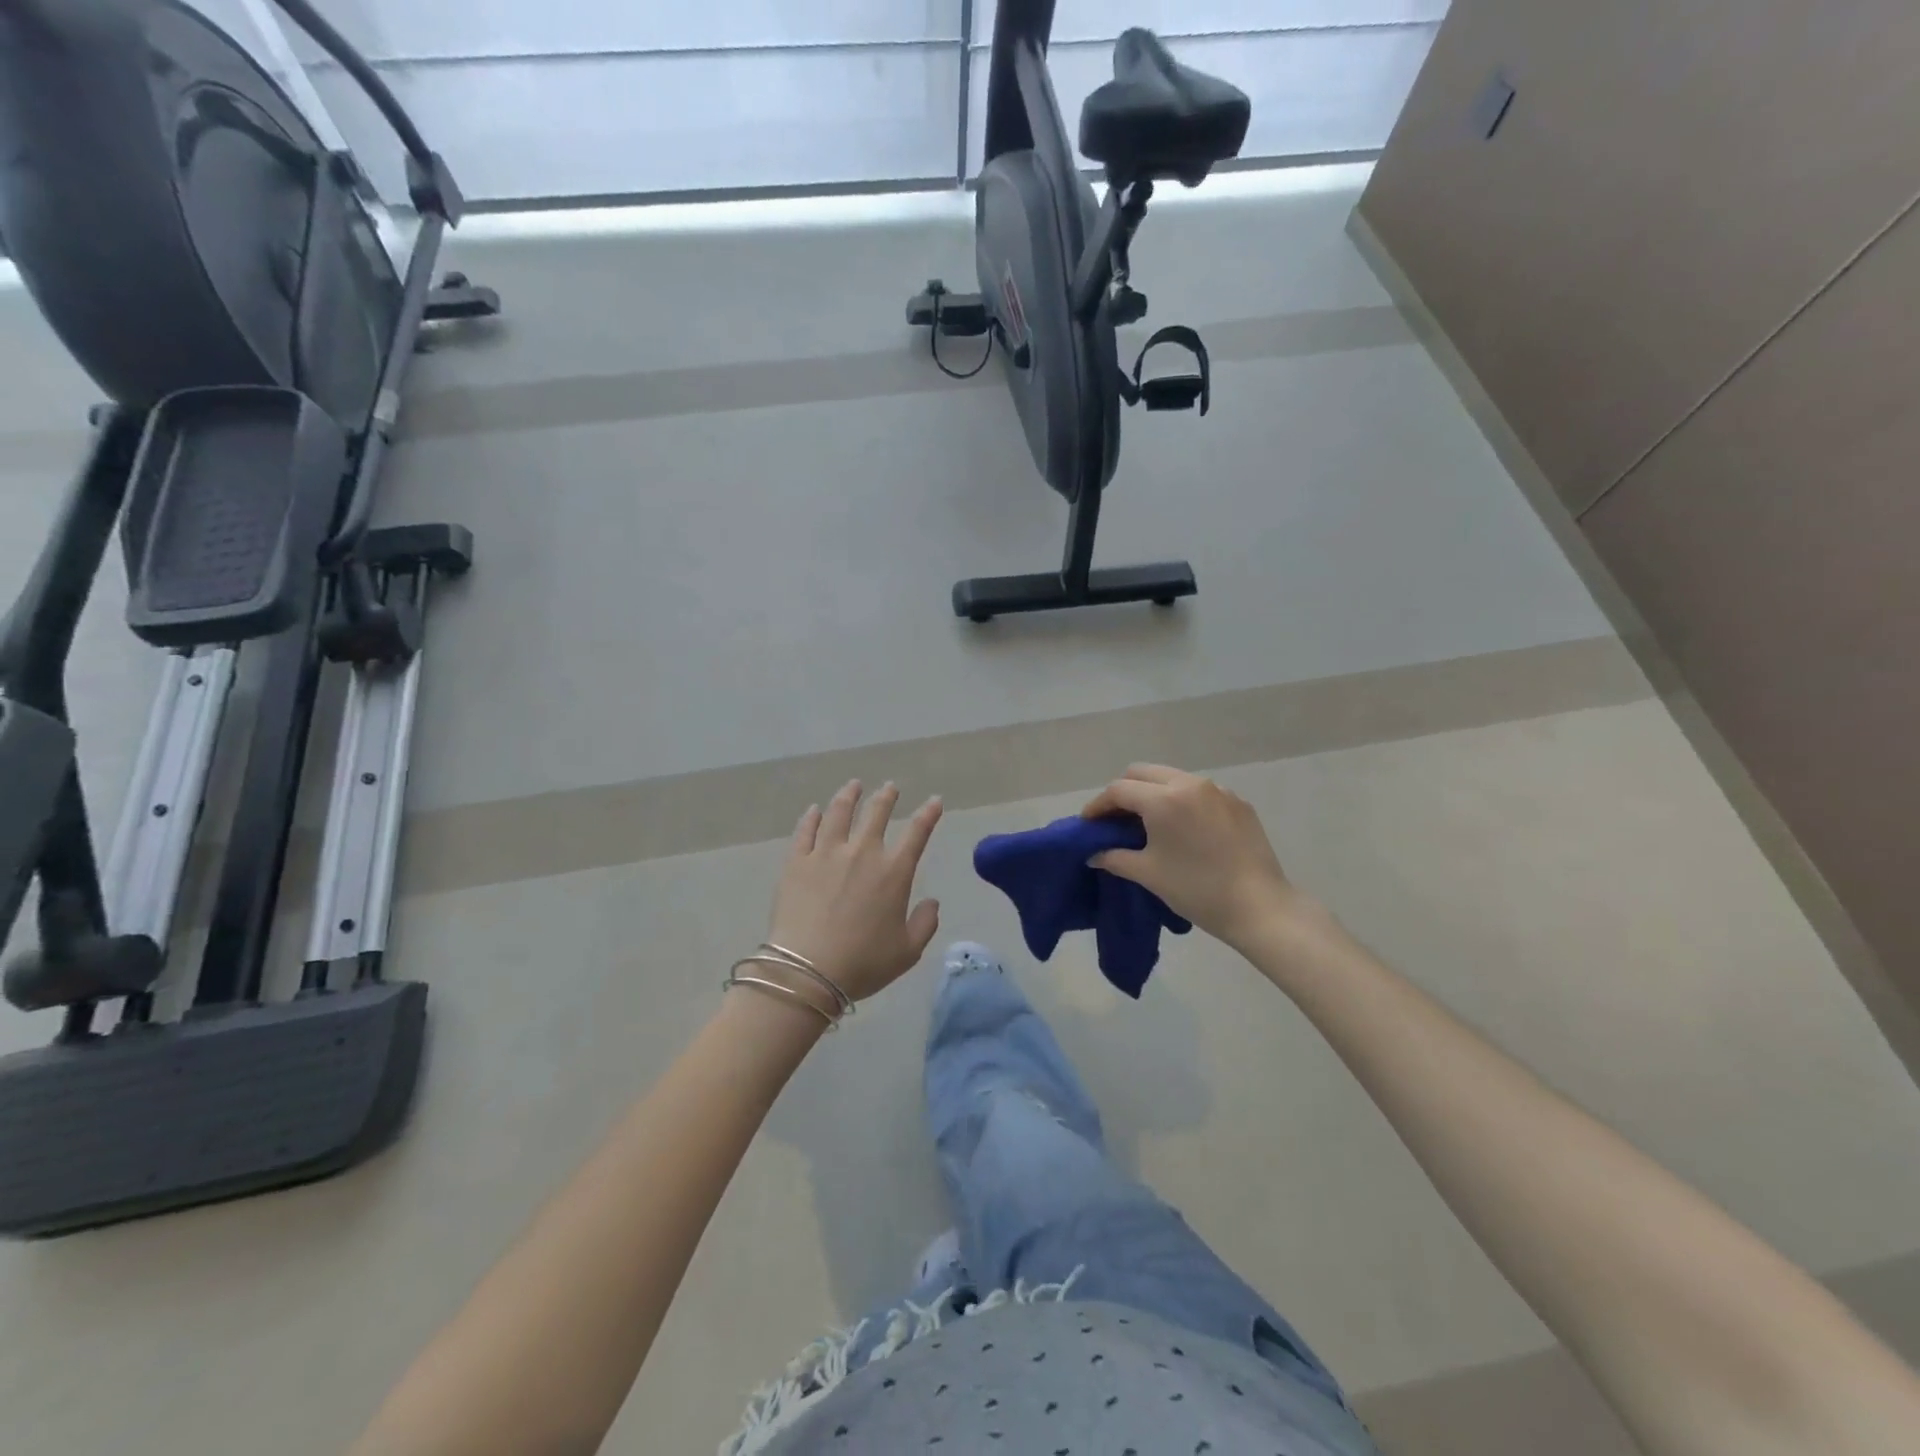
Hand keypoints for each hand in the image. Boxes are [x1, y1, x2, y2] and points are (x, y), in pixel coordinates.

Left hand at [767, 781, 943, 1003]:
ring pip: (839, 812)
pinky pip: (805, 830)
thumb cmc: (863, 963)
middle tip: (890, 787)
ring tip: (853, 785)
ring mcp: (826, 853)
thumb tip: (932, 902)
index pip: (917, 832)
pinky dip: (812, 817)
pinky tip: (815, 810)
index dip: (929, 814)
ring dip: (849, 795)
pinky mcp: (797, 861)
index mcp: (893, 872)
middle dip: (886, 796)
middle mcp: (862, 852)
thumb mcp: (907, 952)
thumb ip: (925, 924)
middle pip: (876, 813)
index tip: (935, 801)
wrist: (808, 971)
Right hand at [1082, 764, 1303, 950]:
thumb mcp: (1148, 874)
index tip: (1088, 824)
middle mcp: (1190, 783)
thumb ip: (1115, 857)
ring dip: (1153, 793)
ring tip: (1148, 822)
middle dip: (1123, 791)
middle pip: (1143, 773)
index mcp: (1163, 799)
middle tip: (1114, 819)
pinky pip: (1199, 791)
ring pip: (1173, 778)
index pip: (1119, 790)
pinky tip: (1183, 829)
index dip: (1098, 805)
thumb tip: (1095, 854)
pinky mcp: (1238, 803)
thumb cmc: (1197, 890)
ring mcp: (1218, 790)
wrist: (1260, 907)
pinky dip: (1181, 801)